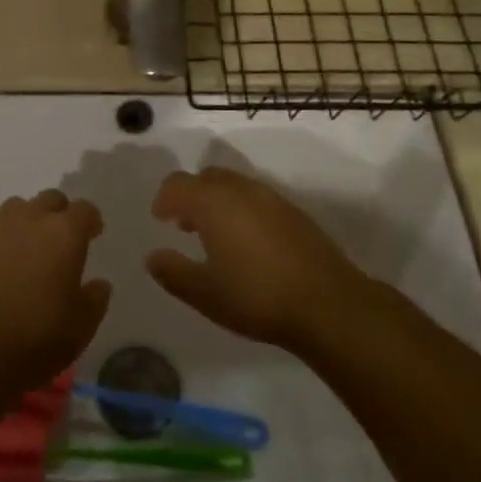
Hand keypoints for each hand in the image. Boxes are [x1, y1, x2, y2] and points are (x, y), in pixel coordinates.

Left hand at [0, 191, 111, 390]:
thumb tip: (99, 284)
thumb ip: (94, 300)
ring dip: (26, 220)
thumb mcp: (81, 327)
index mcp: (64, 234)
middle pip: (49, 199)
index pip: (84, 210)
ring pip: (16, 208)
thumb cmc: (36, 338)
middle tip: (60, 240)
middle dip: (59, 213)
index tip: (92, 235)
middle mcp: (30, 220)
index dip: (90, 221)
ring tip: (27, 248)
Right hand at [146, 168, 368, 352]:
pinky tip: (248, 243)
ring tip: (216, 236)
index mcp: (212, 202)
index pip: (178, 184)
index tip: (161, 220)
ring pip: (233, 185)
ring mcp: (270, 197)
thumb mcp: (205, 293)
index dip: (165, 199)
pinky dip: (242, 209)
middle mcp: (240, 189)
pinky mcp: (293, 212)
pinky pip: (256, 198)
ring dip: (217, 201)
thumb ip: (173, 272)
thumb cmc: (256, 296)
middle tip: (185, 225)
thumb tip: (153, 257)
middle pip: (206, 178)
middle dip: (191, 196)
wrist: (327, 303)